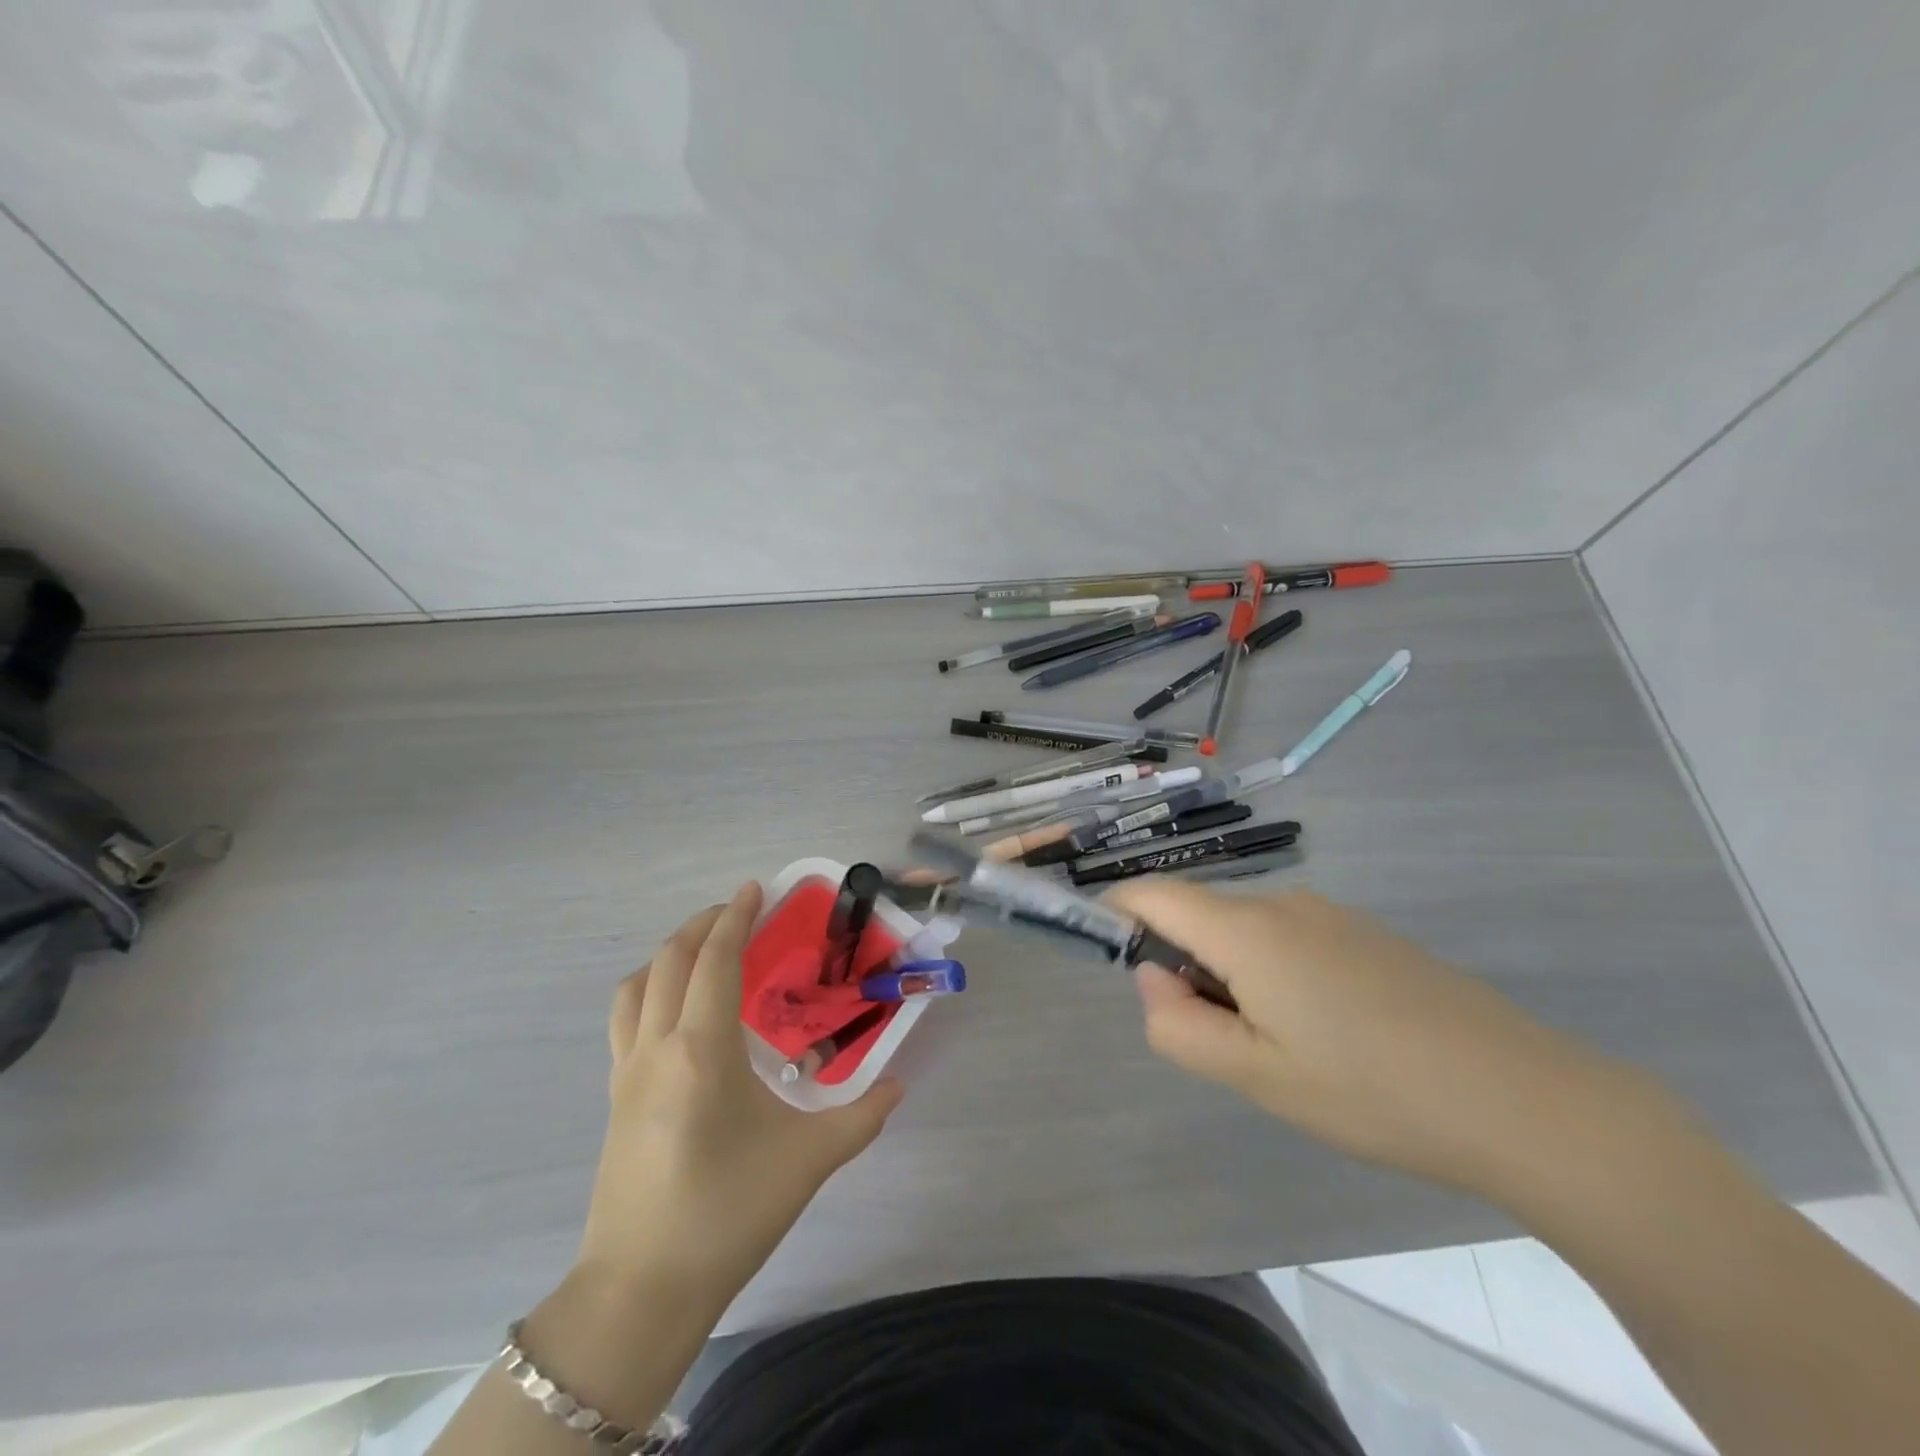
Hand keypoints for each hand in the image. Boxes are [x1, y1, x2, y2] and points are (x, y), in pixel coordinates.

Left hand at [577, 883, 903, 1314]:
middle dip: (702, 925)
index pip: (714, 960)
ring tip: (703, 952)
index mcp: (701, 1050)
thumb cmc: (728, 1214)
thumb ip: (862, 1117)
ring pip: (636, 986)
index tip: (755, 888)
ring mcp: (626, 1072)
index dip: (735, 917)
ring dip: (669, 954)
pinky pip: (625, 1020)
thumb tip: (899, 1087)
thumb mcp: (808, 1162)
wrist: (641, 1291)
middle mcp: (656, 1047)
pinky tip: (677, 1012)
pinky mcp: (614, 1097)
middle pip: (670, 960)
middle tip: (738, 912)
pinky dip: (650, 990)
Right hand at [1107, 881, 1627, 1196]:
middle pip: (1198, 916)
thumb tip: (1152, 978)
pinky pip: (1287, 940)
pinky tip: (1328, 1038)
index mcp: (1246, 929)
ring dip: (1233, 978)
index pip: (1151, 893)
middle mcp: (1282, 903)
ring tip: (1285, 1051)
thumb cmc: (1372, 1091)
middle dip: (1186, 968)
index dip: (1117, 917)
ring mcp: (1328, 914)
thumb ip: (1177, 1025)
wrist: (1525, 1099)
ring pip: (1243, 932)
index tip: (1119, 967)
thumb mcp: (1256, 1075)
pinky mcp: (1363, 934)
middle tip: (1226, 1045)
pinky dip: (1273, 976)